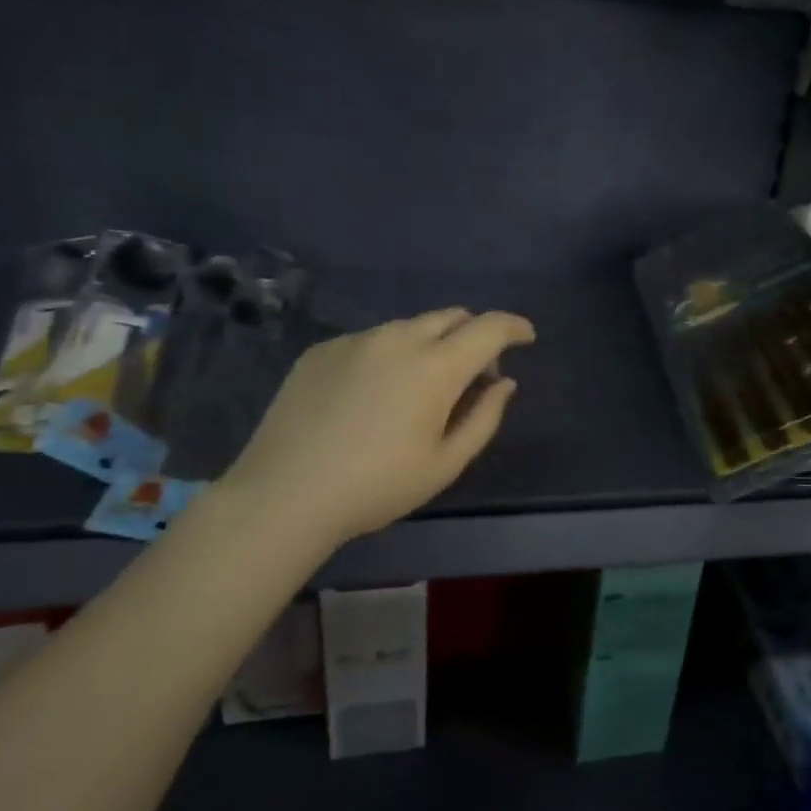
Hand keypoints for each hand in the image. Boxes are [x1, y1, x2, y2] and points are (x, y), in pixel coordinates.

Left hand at [219, 309, 535, 546]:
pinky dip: (390, 355)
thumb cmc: (377, 487)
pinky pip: (372, 340)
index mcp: (435, 367)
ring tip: (420, 388)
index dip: (514, 327)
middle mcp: (397, 339)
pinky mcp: (322, 350)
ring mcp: (355, 340)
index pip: (489, 328)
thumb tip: (503, 383)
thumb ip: (484, 418)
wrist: (284, 494)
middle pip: (451, 316)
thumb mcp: (445, 464)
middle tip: (474, 374)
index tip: (526, 337)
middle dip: (474, 334)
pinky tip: (372, 396)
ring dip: (431, 344)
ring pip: (410, 327)